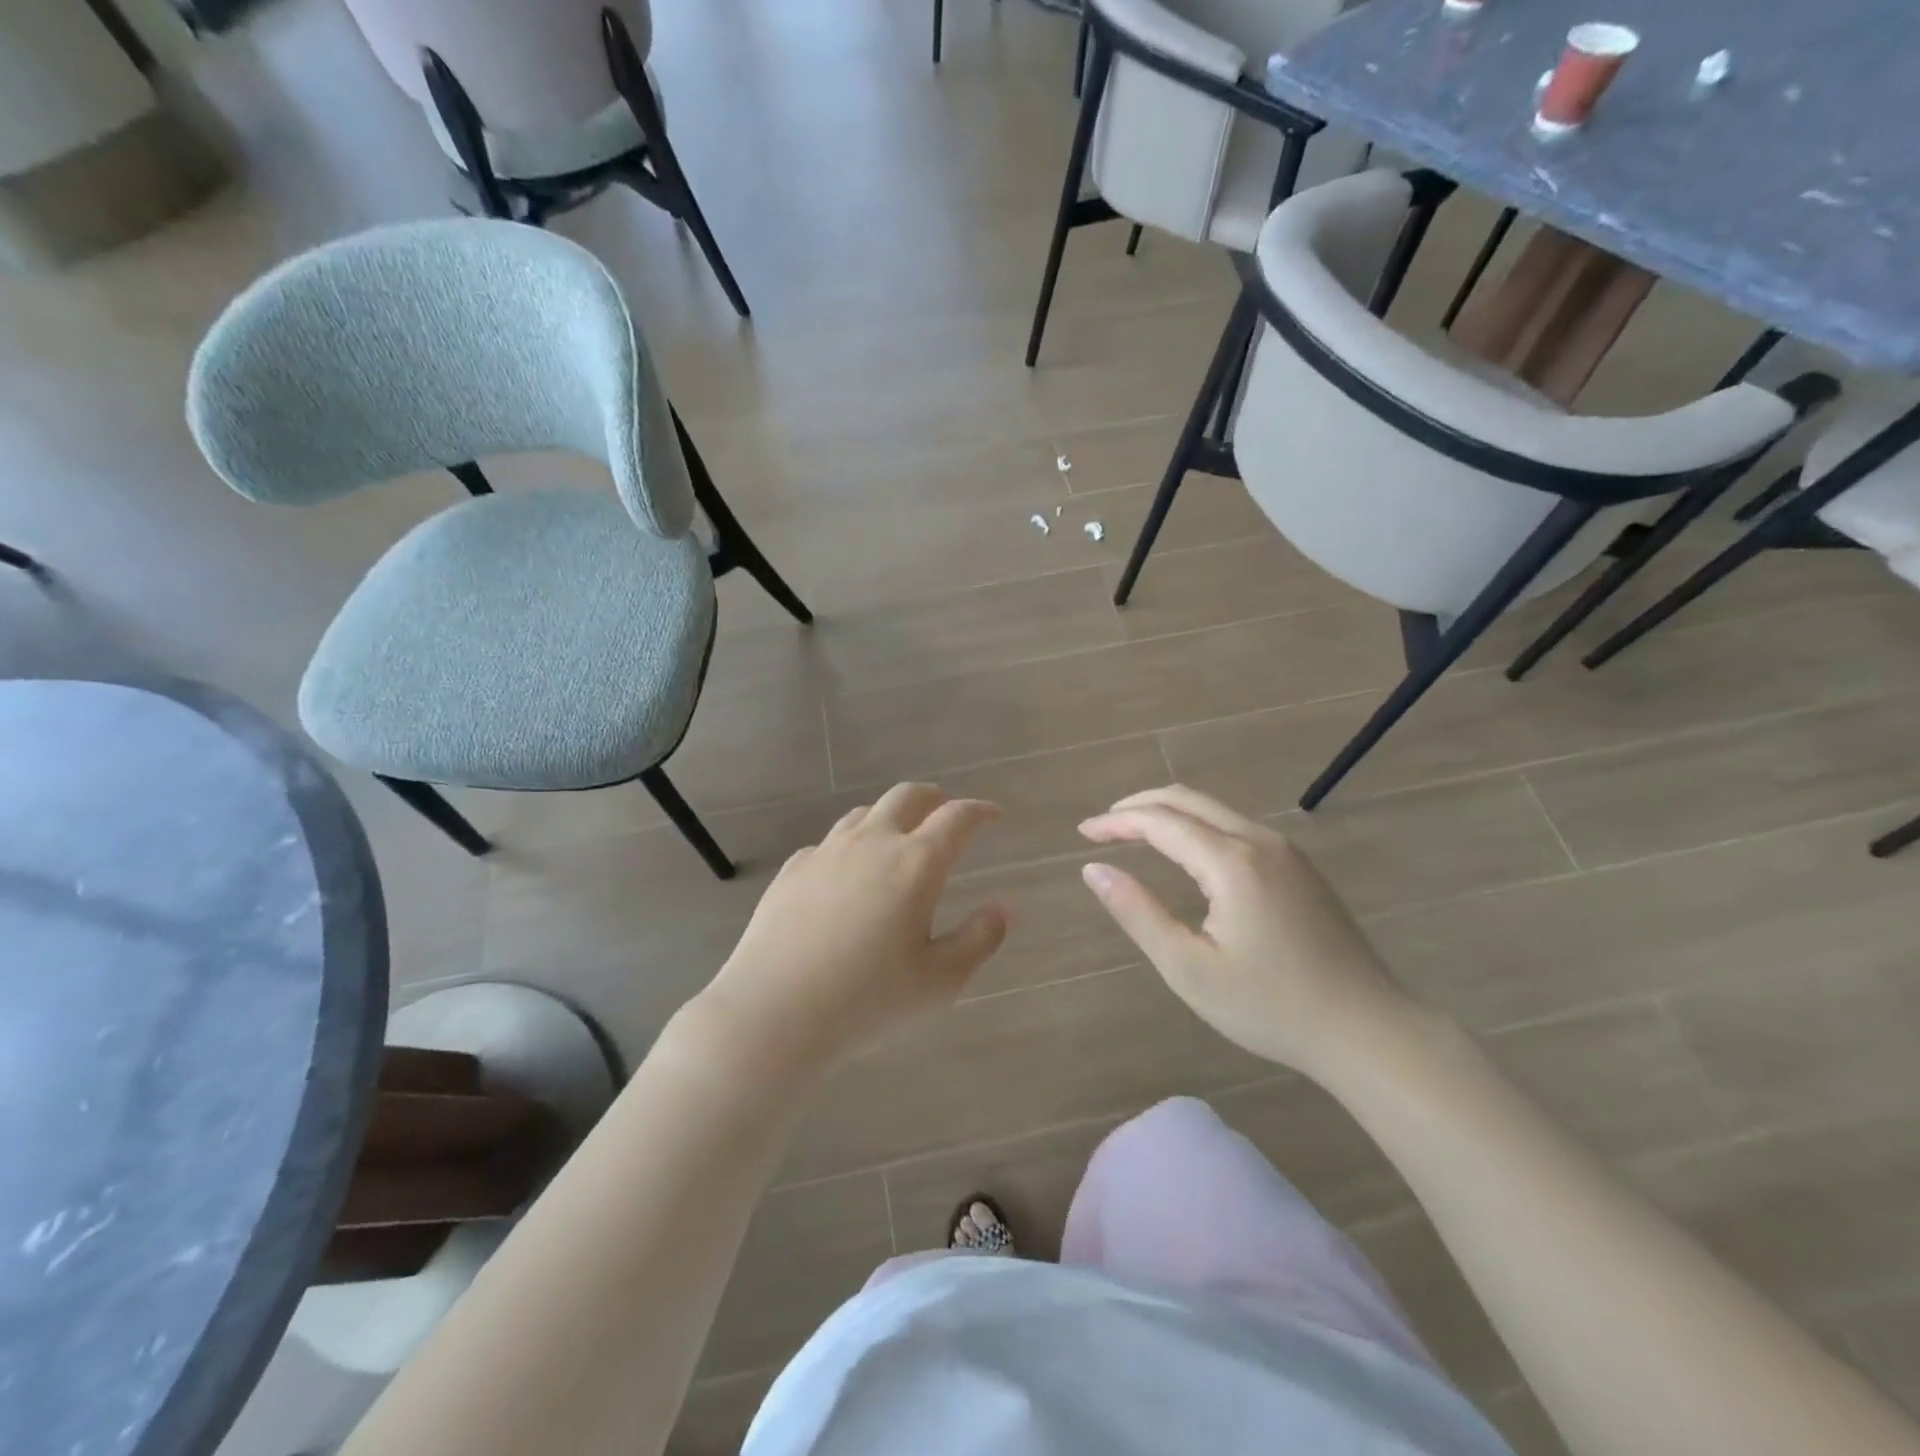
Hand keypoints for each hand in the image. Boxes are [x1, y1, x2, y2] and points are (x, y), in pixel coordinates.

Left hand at [685, 784, 1009, 1085]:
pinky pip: (830, 842)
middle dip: (935, 797)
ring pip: (865, 813)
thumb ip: (980, 939)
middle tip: (946, 810)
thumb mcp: (940, 980)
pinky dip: (851, 845)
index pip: (957, 818)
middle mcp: (873, 842)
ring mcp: (828, 851)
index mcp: (916, 863)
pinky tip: (848, 873)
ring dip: (891, 816)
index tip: (993, 814)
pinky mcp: (794, 868)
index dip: (980, 811)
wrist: (775, 1010)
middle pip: (908, 795)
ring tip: (899, 837)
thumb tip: (1003, 909)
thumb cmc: (868, 998)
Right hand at [1079, 786, 1413, 1081]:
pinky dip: (1198, 827)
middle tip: (1103, 826)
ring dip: (1170, 814)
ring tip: (1135, 835)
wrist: (1369, 1031)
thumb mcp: (1189, 968)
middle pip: (1188, 799)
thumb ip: (1138, 912)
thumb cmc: (1271, 1007)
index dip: (1116, 823)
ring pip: (1215, 810)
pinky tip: (1186, 855)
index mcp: (1231, 862)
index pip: (1160, 821)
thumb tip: (1094, 870)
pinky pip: (1237, 828)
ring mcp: (1286, 852)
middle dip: (1139, 805)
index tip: (1083, 835)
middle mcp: (1259, 841)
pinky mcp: (1300, 868)